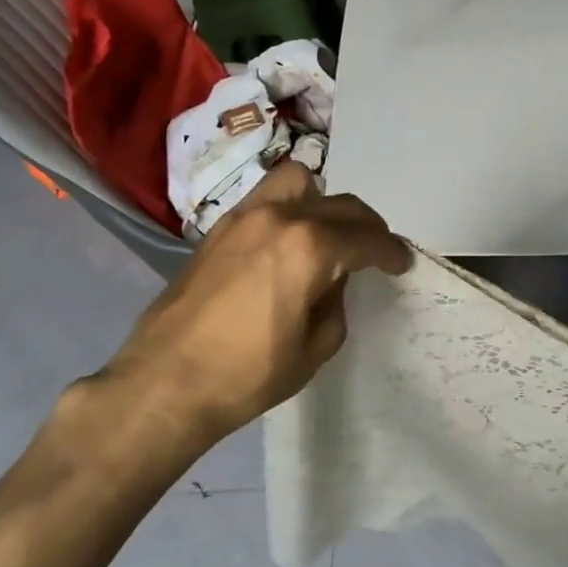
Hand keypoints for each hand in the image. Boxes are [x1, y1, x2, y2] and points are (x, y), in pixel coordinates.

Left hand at [81, 162, 409, 474]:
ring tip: (329, 233)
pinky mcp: (219, 228)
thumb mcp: (316, 346)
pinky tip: (290, 242)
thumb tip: (332, 281)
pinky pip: (268, 199)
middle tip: (375, 251)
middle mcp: (281, 218)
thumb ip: (336, 302)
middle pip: (341, 205)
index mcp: (311, 248)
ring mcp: (245, 217)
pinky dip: (291, 208)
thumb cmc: (249, 374)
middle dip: (367, 227)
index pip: (368, 239)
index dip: (392, 252)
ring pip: (299, 182)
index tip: (402, 263)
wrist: (165, 384)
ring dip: (325, 202)